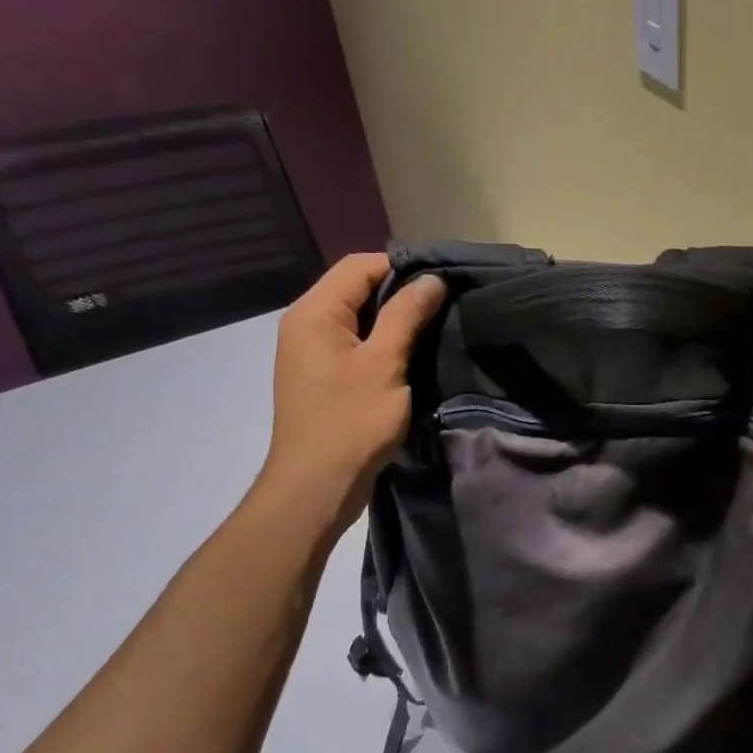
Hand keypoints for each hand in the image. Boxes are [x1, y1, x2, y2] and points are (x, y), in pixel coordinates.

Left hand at [255, 252, 445, 528]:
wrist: (316, 486)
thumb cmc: (351, 422)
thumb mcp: (385, 364)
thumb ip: (406, 315)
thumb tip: (432, 279)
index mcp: (314, 312)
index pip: (359, 266)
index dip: (402, 267)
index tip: (443, 283)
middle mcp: (306, 324)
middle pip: (356, 288)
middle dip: (401, 293)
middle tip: (446, 305)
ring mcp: (311, 352)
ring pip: (358, 318)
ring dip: (394, 320)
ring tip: (435, 328)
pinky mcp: (322, 376)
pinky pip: (355, 343)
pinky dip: (383, 343)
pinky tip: (412, 356)